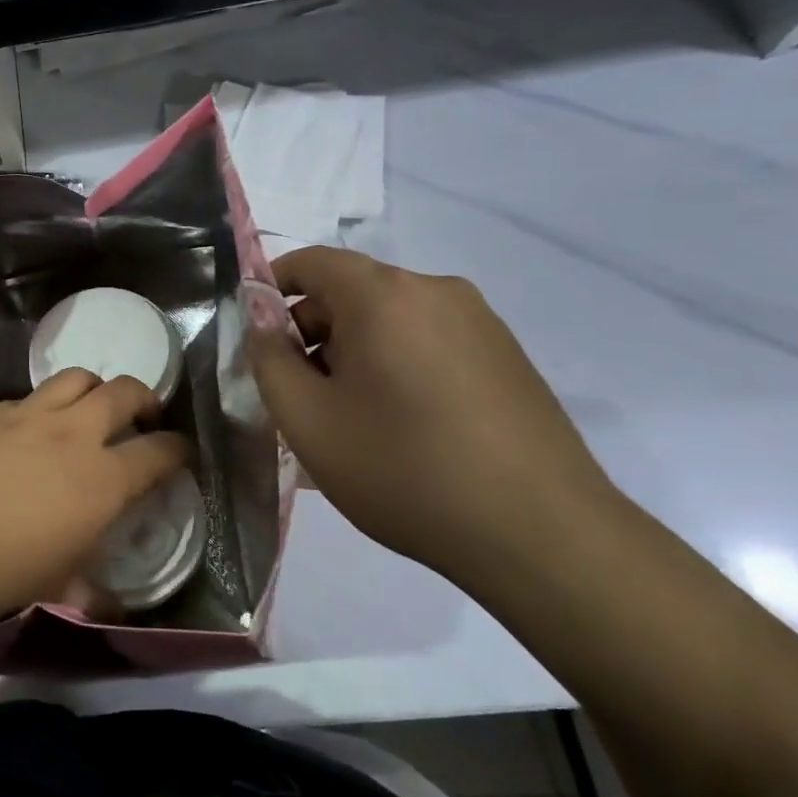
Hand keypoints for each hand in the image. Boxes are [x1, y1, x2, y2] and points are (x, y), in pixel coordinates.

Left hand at [0, 370, 189, 628]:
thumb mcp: (53, 587)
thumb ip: (90, 589)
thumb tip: (110, 603)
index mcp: (102, 479)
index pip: (161, 451)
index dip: (180, 450)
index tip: (182, 455)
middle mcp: (72, 433)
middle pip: (125, 390)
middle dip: (145, 399)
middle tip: (142, 418)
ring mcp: (28, 413)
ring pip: (77, 377)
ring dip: (94, 389)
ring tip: (88, 412)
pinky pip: (30, 396)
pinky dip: (44, 407)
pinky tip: (29, 433)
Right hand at [250, 248, 619, 577]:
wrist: (541, 534)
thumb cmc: (404, 470)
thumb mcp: (308, 420)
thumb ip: (269, 360)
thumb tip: (261, 322)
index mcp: (384, 295)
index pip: (311, 262)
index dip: (271, 289)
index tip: (256, 339)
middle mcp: (436, 291)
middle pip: (351, 291)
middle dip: (312, 332)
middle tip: (297, 394)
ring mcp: (480, 322)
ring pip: (390, 319)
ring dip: (354, 352)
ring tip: (347, 418)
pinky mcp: (506, 356)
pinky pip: (428, 341)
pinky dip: (396, 364)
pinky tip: (400, 426)